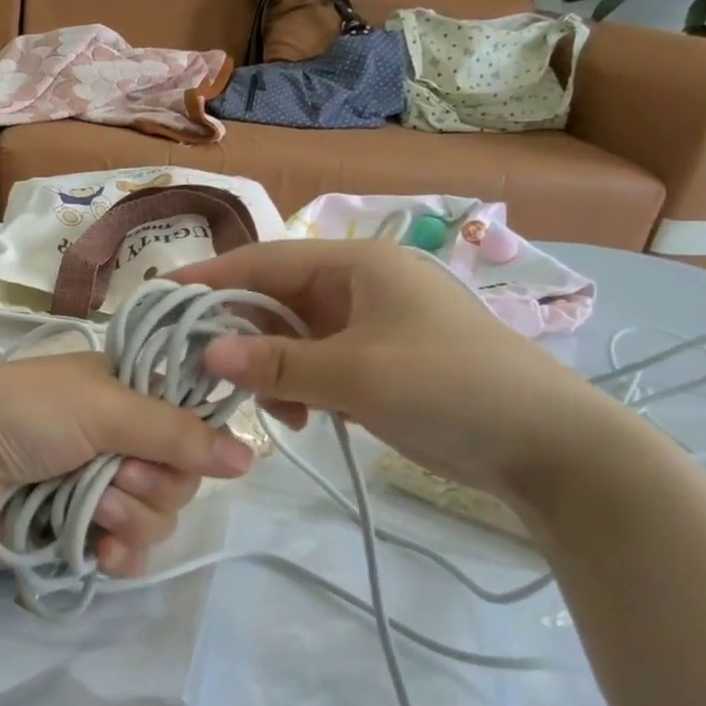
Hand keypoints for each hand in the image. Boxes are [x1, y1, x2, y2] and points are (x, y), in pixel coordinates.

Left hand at [0, 352, 254, 576]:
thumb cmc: (25, 413)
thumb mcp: (102, 406)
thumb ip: (174, 432)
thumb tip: (248, 457)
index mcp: (126, 394)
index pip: (190, 423)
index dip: (191, 443)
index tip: (181, 453)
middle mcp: (120, 439)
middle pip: (179, 477)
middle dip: (152, 484)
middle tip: (117, 476)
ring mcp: (100, 485)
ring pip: (157, 517)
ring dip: (130, 516)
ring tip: (93, 506)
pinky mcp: (81, 528)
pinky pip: (128, 550)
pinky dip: (120, 552)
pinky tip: (101, 549)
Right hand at [174, 240, 633, 503]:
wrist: (544, 444)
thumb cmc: (449, 387)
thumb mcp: (356, 375)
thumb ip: (277, 363)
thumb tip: (205, 350)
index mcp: (355, 264)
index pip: (264, 261)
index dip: (211, 279)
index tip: (161, 300)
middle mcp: (356, 285)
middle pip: (273, 300)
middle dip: (238, 335)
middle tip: (200, 370)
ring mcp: (366, 325)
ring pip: (290, 337)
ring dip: (269, 369)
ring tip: (266, 407)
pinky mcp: (374, 362)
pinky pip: (314, 364)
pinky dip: (297, 387)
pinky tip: (297, 418)